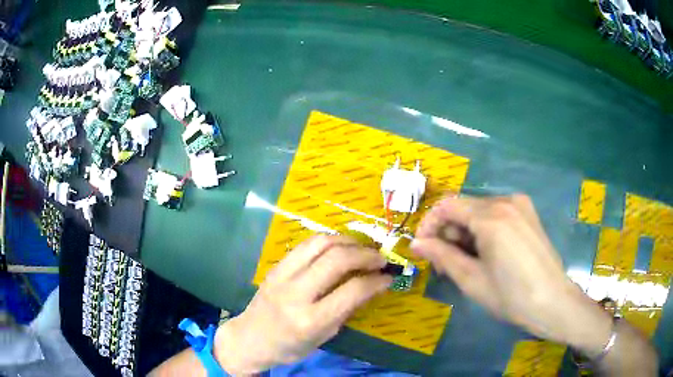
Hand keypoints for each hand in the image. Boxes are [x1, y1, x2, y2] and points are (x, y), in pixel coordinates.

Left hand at [215, 235, 391, 374]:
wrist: (250, 338)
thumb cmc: (290, 346)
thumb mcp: (324, 336)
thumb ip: (347, 309)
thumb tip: (371, 285)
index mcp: (311, 320)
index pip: (352, 291)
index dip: (376, 280)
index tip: (388, 277)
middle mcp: (296, 293)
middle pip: (337, 259)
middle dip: (365, 254)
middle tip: (380, 258)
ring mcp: (282, 275)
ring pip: (321, 243)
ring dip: (348, 241)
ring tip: (362, 248)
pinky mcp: (276, 266)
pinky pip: (306, 244)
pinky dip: (328, 241)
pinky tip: (339, 247)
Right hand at [410, 195, 612, 355]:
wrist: (553, 302)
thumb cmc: (511, 296)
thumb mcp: (471, 279)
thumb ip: (442, 256)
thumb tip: (417, 243)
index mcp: (492, 217)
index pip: (448, 206)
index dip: (429, 224)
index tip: (422, 247)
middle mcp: (506, 201)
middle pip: (464, 208)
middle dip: (448, 233)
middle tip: (443, 263)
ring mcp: (520, 206)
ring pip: (480, 211)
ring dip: (465, 233)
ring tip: (464, 262)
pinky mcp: (528, 214)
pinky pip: (497, 215)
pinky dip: (483, 231)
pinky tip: (485, 254)